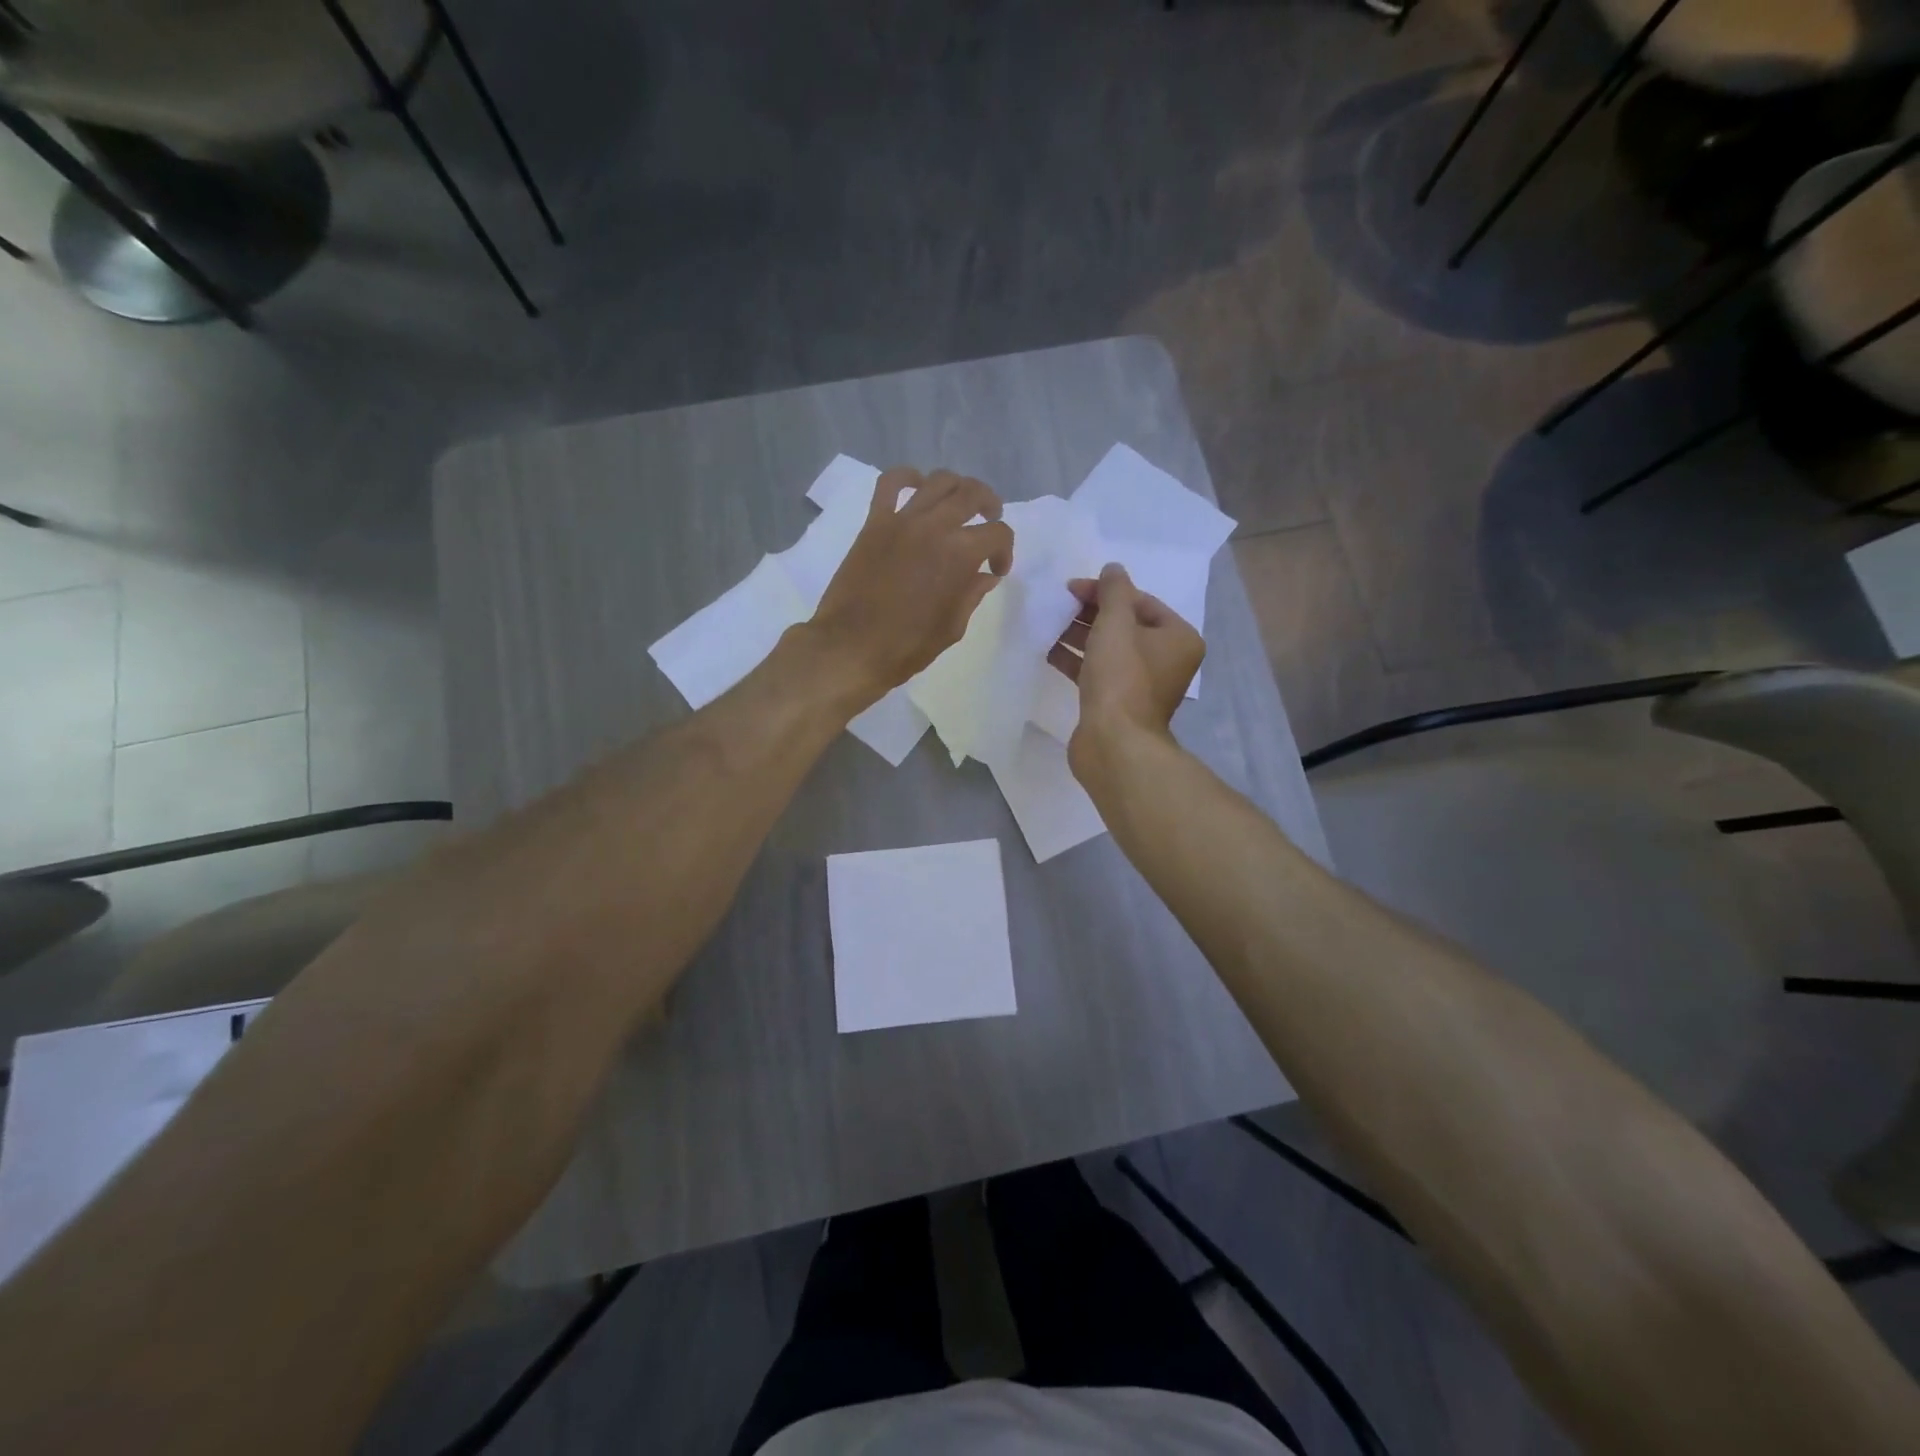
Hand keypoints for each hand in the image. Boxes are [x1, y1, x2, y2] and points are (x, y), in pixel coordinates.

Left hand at [809, 467, 1014, 704]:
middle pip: (972, 494)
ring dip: (958, 487)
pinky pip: (890, 483)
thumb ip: (971, 595)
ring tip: (959, 503)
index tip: (995, 570)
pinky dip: (907, 477)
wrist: (850, 647)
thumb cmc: (906, 647)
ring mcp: (902, 520)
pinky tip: (917, 486)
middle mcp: (934, 527)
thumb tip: (984, 575)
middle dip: (989, 506)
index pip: (998, 534)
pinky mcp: (874, 522)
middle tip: (989, 521)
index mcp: (960, 555)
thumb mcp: (951, 628)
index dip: (1004, 551)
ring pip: (938, 482)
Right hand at [1048, 563, 1203, 763]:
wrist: (1113, 742)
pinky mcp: (1117, 703)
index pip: (1141, 602)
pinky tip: (1049, 650)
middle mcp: (1165, 660)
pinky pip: (1096, 672)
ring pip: (1108, 649)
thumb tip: (1114, 569)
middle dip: (1090, 613)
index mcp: (1178, 638)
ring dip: (1079, 635)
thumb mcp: (1116, 623)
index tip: (1072, 588)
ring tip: (1049, 624)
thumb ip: (1114, 591)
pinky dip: (1076, 660)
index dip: (1106, 591)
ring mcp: (1140, 684)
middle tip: (1059, 605)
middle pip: (1125, 625)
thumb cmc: (1121, 677)